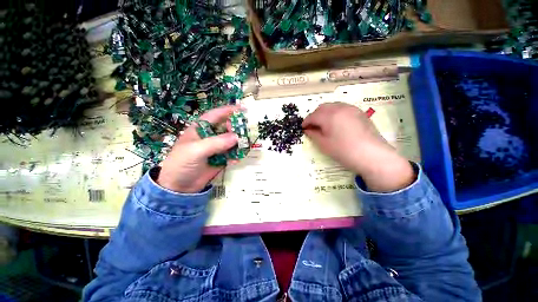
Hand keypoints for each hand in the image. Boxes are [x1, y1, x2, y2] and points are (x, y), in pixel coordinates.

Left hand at [156, 106, 240, 192]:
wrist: (177, 187)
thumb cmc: (181, 163)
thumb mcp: (196, 150)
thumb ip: (216, 143)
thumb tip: (236, 137)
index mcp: (199, 129)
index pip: (215, 115)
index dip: (227, 110)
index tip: (242, 109)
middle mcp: (207, 137)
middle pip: (224, 127)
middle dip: (235, 128)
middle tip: (243, 132)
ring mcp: (213, 150)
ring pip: (229, 142)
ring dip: (237, 142)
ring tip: (245, 145)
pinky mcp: (217, 162)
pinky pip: (229, 156)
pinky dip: (235, 156)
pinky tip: (237, 159)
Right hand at [302, 102, 414, 191]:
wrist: (373, 155)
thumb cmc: (346, 152)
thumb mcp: (326, 146)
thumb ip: (315, 136)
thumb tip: (308, 130)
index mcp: (329, 115)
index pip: (313, 116)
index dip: (306, 122)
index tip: (303, 129)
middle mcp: (339, 107)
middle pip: (323, 107)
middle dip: (316, 115)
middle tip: (314, 127)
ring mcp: (351, 109)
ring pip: (335, 106)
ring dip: (328, 113)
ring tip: (327, 125)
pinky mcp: (360, 113)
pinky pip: (345, 109)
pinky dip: (338, 114)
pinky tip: (341, 124)